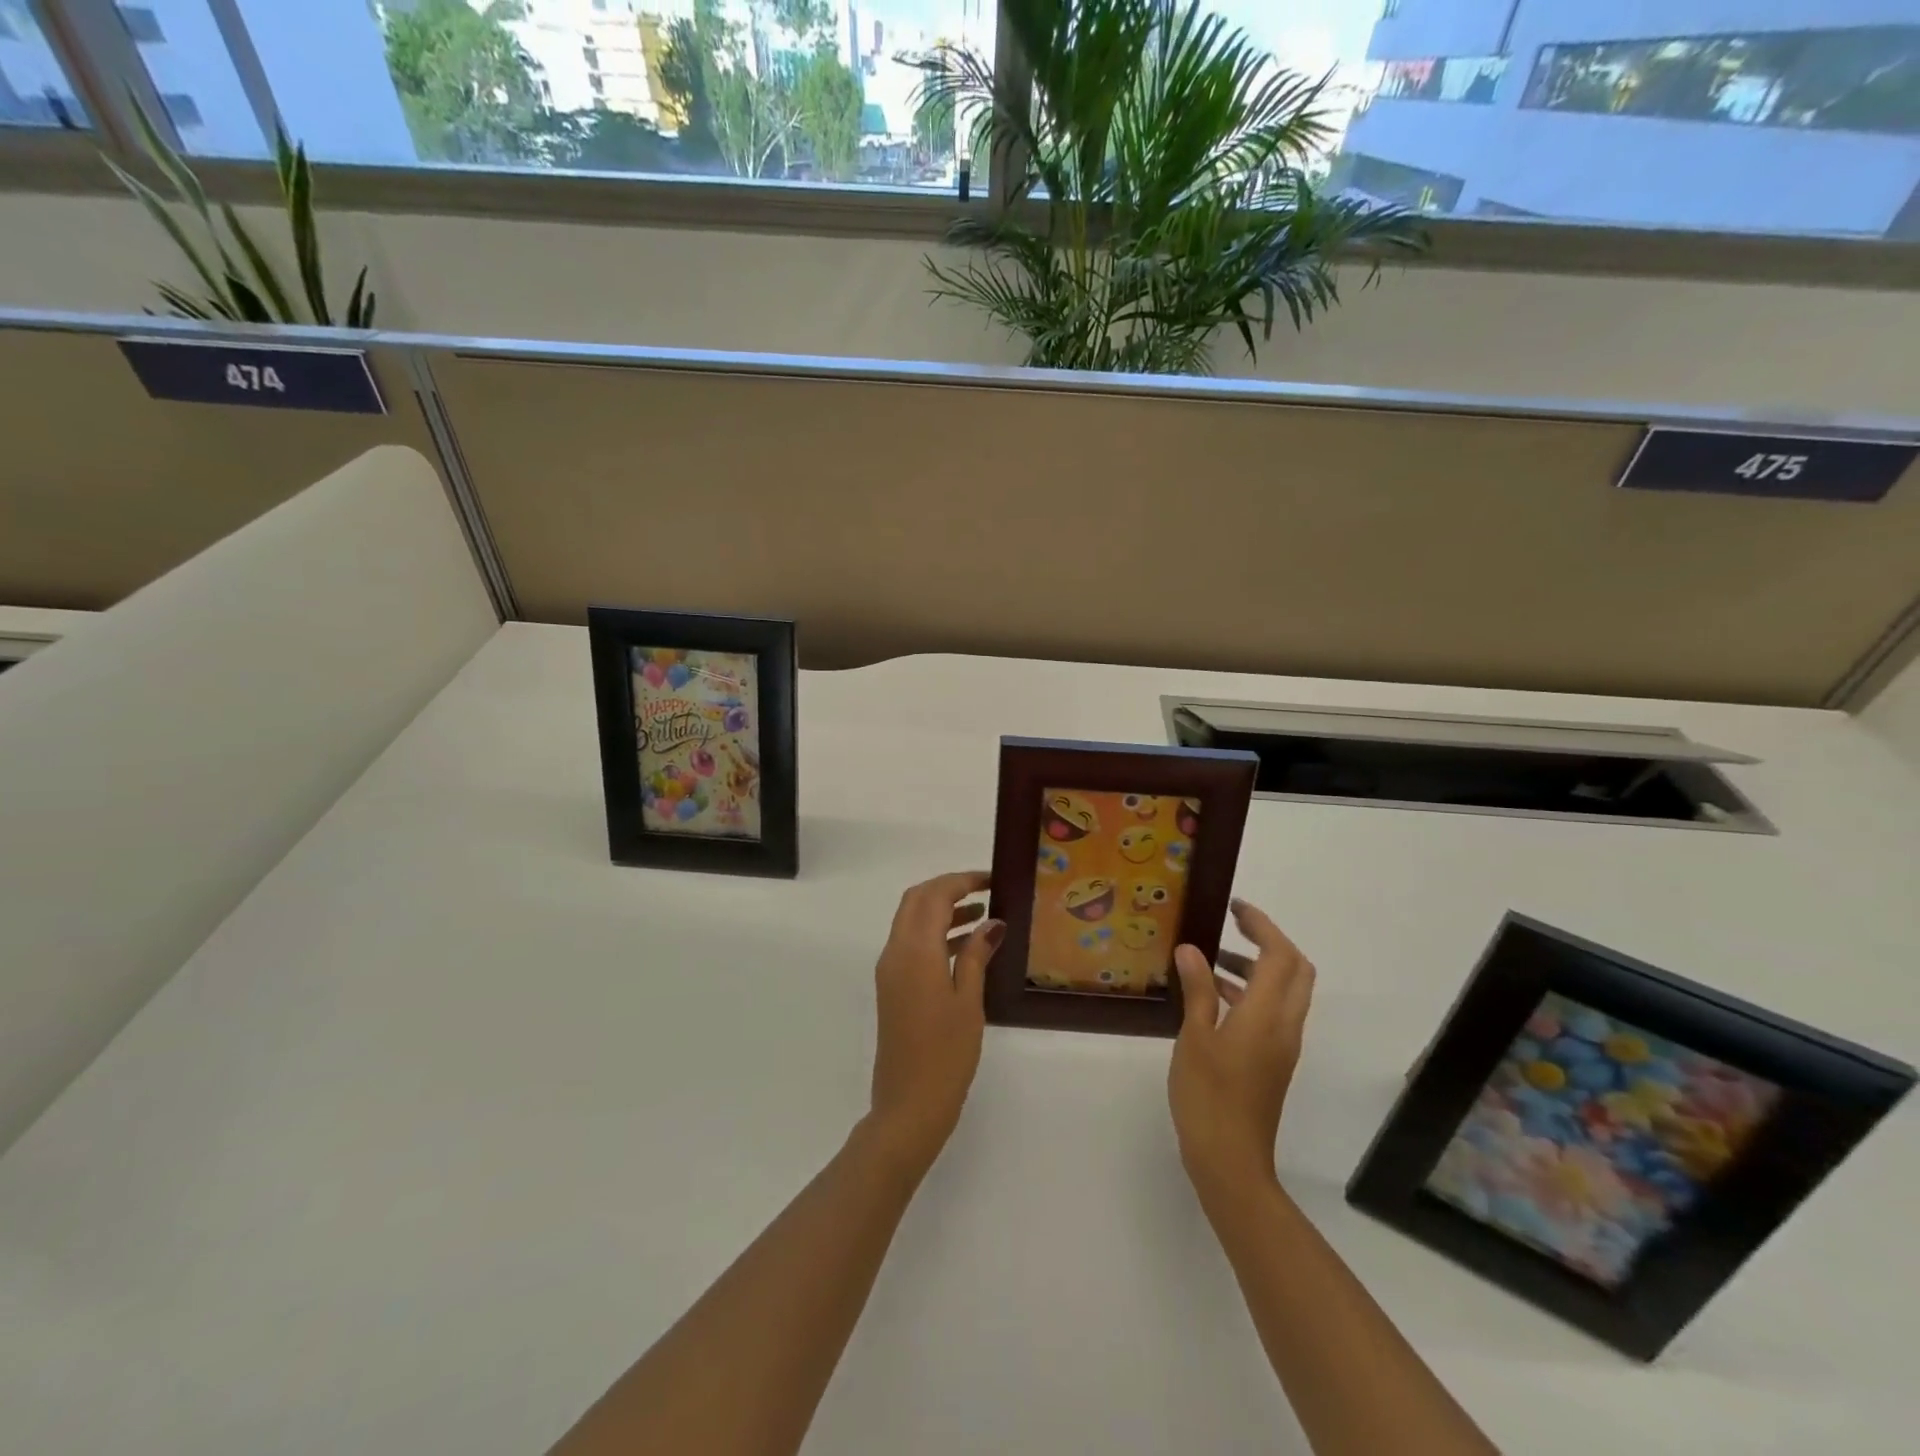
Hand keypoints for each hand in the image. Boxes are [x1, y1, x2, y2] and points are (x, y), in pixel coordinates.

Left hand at [866, 871, 1000, 1177]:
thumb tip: (992, 922)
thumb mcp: (969, 1001)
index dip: (962, 880)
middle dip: (948, 888)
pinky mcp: (892, 987)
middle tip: (985, 890)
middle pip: (916, 900)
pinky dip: (935, 934)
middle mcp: (895, 952)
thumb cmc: (946, 1055)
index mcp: (915, 951)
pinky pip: (911, 944)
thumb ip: (977, 955)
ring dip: (942, 910)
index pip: (934, 896)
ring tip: (983, 914)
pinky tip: (966, 946)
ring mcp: (890, 970)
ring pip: (911, 921)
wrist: (908, 1106)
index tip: (992, 879)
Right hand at [1169, 899, 1316, 1207]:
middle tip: (1233, 927)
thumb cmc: (1208, 1095)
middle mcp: (1285, 1025)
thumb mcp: (1195, 1037)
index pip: (1280, 955)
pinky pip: (1273, 1012)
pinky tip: (1213, 998)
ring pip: (1285, 991)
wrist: (1231, 1160)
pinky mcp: (1274, 1061)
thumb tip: (1192, 949)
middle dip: (1270, 941)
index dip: (1262, 926)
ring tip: (1211, 959)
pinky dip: (1251, 992)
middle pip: (1296, 970)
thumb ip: (1198, 990)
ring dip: (1257, 967)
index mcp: (1267, 1015)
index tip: (1234, 908)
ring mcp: (1282, 1045)